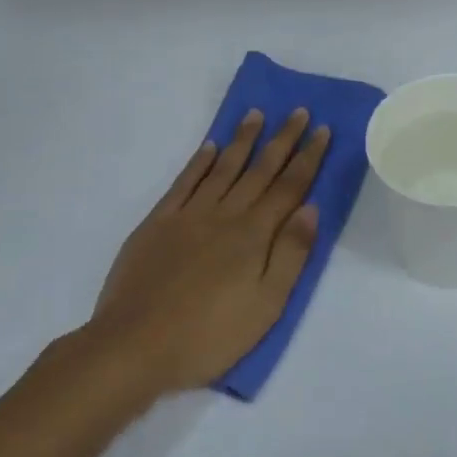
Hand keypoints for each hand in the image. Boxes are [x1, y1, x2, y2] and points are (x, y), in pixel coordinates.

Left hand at [92, 107, 329, 394]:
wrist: (134, 345)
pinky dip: (198, 162)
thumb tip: (310, 208)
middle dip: (282, 139)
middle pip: (259, 170)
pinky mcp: (157, 223)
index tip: (322, 130)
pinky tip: (210, 147)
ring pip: (222, 168)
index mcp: (253, 235)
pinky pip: (184, 182)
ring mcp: (188, 215)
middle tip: (298, 111)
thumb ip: (291, 254)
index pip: (289, 187)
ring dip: (242, 140)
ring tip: (256, 114)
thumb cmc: (209, 335)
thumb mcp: (266, 306)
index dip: (307, 158)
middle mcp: (224, 215)